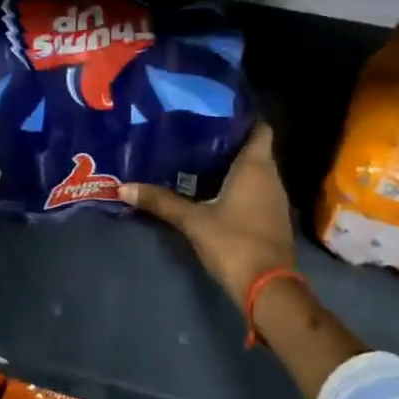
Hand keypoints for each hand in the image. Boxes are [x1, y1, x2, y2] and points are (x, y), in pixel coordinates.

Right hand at [120, 123, 295, 303]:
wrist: (268, 290)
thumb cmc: (234, 243)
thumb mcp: (192, 221)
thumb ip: (161, 201)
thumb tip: (123, 187)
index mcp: (256, 167)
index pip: (259, 128)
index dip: (243, 116)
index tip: (218, 108)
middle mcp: (271, 178)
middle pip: (254, 149)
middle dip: (229, 140)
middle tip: (197, 132)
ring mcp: (275, 200)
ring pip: (256, 172)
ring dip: (233, 165)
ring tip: (200, 157)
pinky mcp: (272, 220)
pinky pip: (256, 191)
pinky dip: (239, 186)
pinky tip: (213, 189)